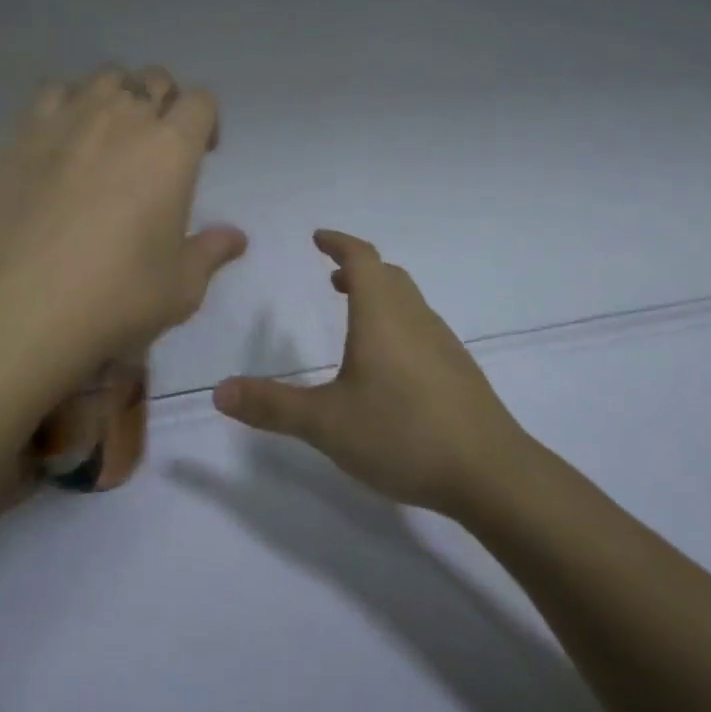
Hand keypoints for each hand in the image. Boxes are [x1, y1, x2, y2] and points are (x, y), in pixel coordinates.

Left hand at [0, 66, 247, 383]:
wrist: (22, 307)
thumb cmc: (116, 296)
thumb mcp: (180, 287)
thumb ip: (210, 252)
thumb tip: (236, 238)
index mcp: (171, 148)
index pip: (200, 102)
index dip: (205, 121)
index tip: (200, 153)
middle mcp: (123, 118)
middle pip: (154, 79)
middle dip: (163, 102)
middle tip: (156, 143)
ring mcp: (69, 119)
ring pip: (104, 77)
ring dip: (117, 96)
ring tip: (109, 133)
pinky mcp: (24, 133)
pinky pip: (53, 92)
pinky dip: (67, 103)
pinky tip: (63, 138)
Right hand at [212, 230, 526, 517]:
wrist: (491, 474)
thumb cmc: (403, 434)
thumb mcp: (326, 423)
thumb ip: (272, 406)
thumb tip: (219, 391)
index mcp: (382, 315)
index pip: (362, 259)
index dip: (339, 243)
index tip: (318, 237)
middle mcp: (415, 318)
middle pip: (389, 276)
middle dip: (359, 270)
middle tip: (332, 279)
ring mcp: (442, 344)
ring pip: (409, 302)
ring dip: (380, 297)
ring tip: (355, 318)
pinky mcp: (458, 372)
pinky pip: (422, 329)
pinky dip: (397, 324)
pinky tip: (388, 366)